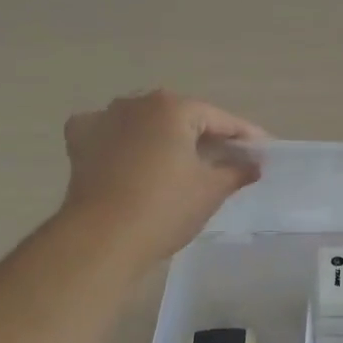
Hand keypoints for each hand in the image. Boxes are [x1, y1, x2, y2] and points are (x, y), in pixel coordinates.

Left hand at [60, 91, 265, 263]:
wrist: (102, 239)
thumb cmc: (165, 209)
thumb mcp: (211, 190)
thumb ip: (237, 171)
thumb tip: (253, 165)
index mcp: (173, 108)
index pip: (219, 119)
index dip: (244, 135)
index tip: (262, 150)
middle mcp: (136, 103)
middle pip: (181, 116)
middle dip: (204, 135)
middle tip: (227, 157)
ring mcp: (103, 118)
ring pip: (144, 122)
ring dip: (164, 136)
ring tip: (182, 160)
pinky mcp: (79, 141)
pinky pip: (110, 133)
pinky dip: (124, 140)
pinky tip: (131, 155)